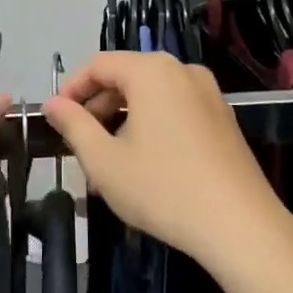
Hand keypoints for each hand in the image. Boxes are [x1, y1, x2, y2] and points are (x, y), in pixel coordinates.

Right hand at [42, 51, 285, 273]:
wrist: (240, 227)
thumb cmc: (163, 188)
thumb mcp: (104, 160)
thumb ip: (73, 125)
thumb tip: (52, 104)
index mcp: (151, 71)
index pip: (98, 65)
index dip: (70, 90)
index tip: (54, 120)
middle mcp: (182, 71)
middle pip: (126, 78)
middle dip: (97, 109)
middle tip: (79, 147)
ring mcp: (208, 94)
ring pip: (150, 97)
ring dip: (122, 122)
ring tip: (107, 165)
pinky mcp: (223, 119)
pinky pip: (174, 111)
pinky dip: (150, 128)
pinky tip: (143, 167)